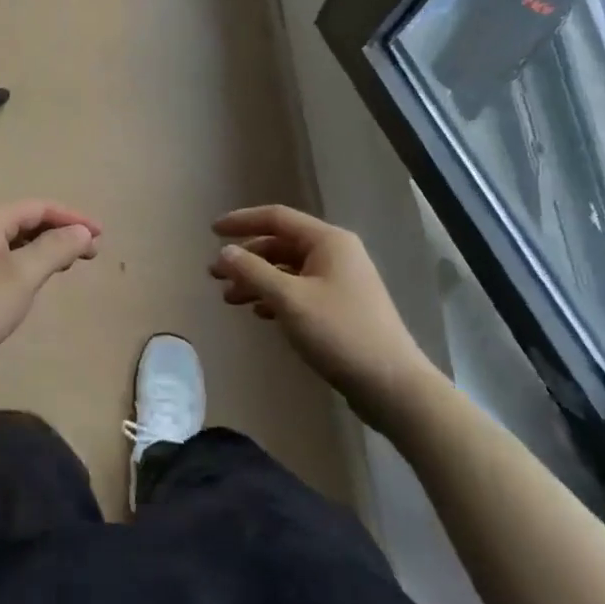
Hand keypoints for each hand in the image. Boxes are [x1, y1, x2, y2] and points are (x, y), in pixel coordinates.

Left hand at [0, 199, 101, 391]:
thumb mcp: (23, 276)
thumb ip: (56, 248)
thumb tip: (82, 231)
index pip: (39, 207)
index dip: (73, 219)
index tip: (101, 236)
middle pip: (25, 219)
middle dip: (59, 232)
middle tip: (90, 254)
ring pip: (11, 237)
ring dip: (42, 246)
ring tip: (69, 263)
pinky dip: (22, 258)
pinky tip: (34, 275)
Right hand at [209, 204, 436, 426]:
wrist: (392, 385)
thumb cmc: (339, 333)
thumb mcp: (289, 300)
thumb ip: (253, 272)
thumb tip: (225, 252)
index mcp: (328, 241)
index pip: (276, 218)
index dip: (242, 221)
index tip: (212, 232)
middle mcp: (336, 254)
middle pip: (280, 245)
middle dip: (246, 258)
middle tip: (214, 275)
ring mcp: (340, 281)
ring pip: (288, 270)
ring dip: (257, 280)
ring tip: (230, 299)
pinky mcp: (341, 307)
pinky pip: (299, 290)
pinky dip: (275, 297)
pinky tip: (258, 312)